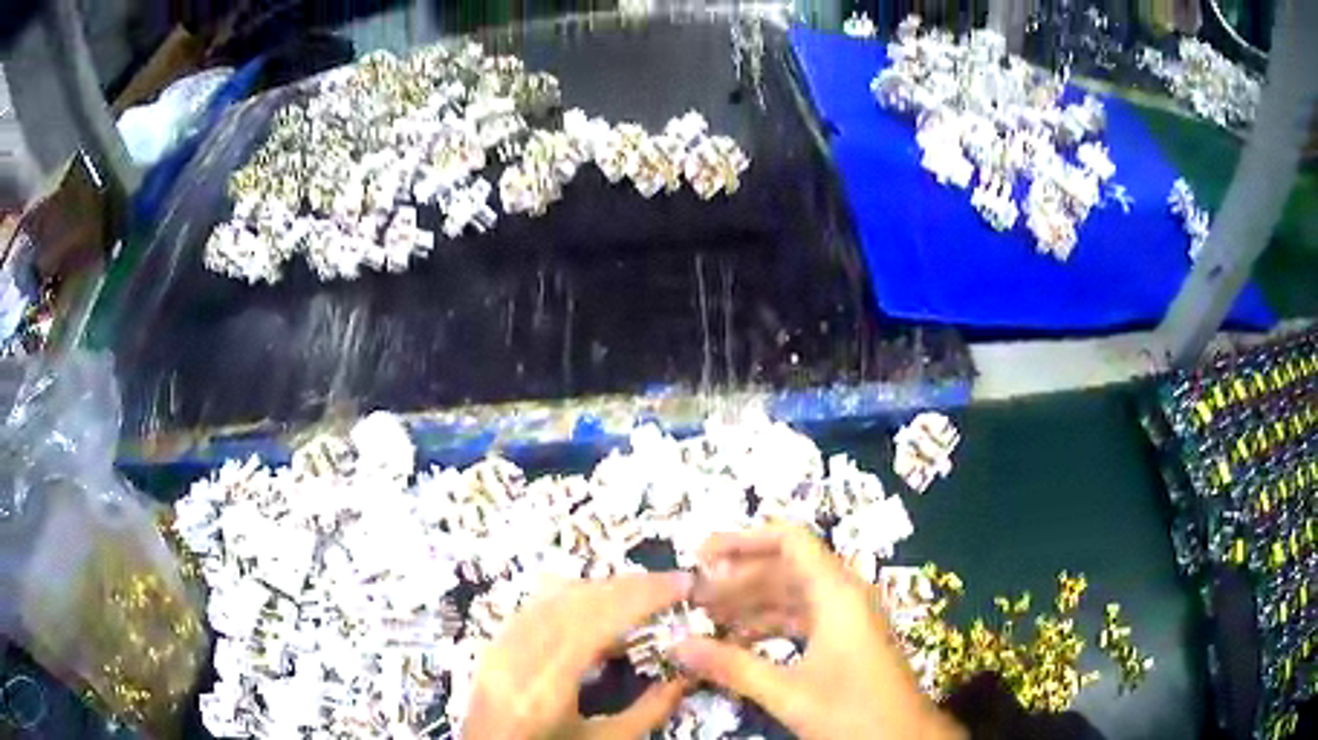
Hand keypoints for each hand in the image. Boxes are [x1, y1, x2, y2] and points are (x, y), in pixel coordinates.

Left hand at [464, 572, 693, 739]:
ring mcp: (501, 644)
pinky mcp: (495, 642)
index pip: (597, 620)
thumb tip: (686, 675)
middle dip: (629, 585)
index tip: (681, 584)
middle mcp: (520, 653)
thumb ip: (649, 711)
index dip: (642, 596)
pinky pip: (537, 605)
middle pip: (578, 599)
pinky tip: (596, 606)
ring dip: (603, 588)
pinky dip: (572, 597)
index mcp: (548, 684)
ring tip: (641, 592)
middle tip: (670, 583)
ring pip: (555, 595)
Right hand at [680, 526, 965, 739]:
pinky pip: (803, 618)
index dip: (744, 540)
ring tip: (708, 616)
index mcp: (836, 593)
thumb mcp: (787, 692)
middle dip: (739, 577)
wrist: (903, 738)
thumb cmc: (851, 710)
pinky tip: (740, 640)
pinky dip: (770, 624)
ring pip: (793, 595)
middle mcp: (843, 595)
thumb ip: (731, 666)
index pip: (790, 541)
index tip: (701, 555)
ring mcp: (847, 618)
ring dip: (752, 602)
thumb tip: (676, 646)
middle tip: (694, 595)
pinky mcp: (847, 640)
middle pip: (787, 567)